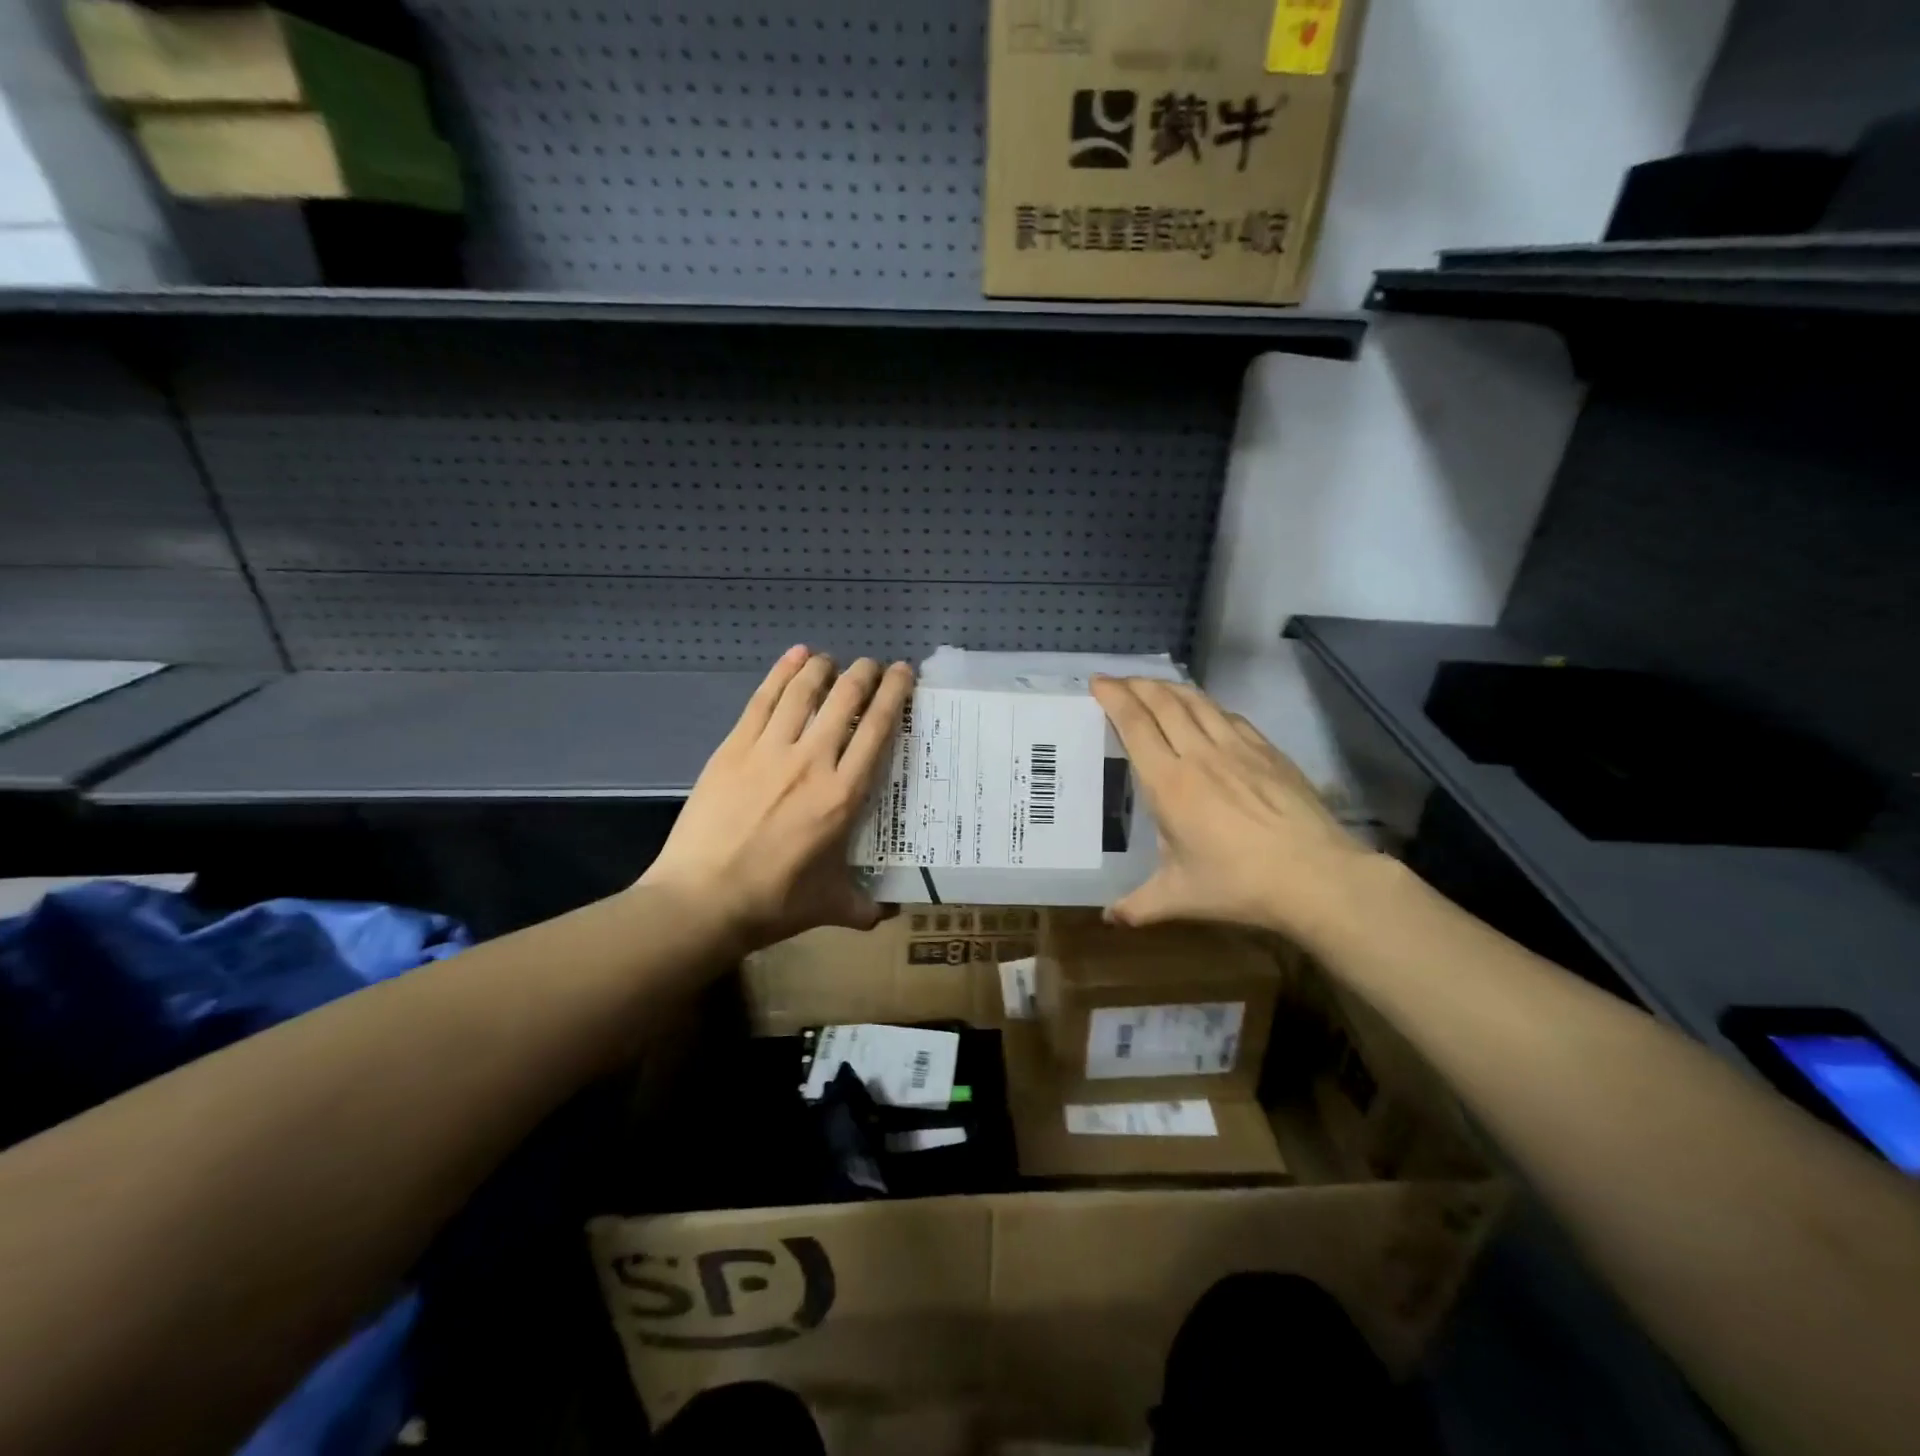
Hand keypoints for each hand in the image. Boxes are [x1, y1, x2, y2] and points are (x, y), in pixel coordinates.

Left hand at [641, 647, 912, 953]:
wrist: (702, 899)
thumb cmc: (773, 902)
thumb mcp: (831, 907)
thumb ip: (866, 907)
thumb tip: (890, 914)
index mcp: (843, 795)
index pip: (877, 729)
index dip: (893, 694)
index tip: (902, 672)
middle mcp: (812, 761)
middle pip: (844, 700)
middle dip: (864, 674)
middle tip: (873, 664)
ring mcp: (769, 750)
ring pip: (803, 692)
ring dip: (822, 668)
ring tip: (832, 659)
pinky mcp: (734, 748)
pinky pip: (763, 700)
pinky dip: (781, 673)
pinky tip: (793, 657)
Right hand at [1091, 676, 1379, 943]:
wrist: (1317, 876)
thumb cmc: (1239, 885)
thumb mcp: (1180, 897)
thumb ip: (1138, 905)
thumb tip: (1108, 918)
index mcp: (1169, 784)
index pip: (1136, 726)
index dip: (1114, 699)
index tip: (1098, 683)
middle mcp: (1200, 755)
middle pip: (1164, 703)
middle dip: (1137, 685)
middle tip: (1119, 681)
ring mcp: (1238, 749)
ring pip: (1198, 702)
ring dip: (1170, 688)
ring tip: (1155, 686)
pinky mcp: (1268, 752)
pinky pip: (1230, 716)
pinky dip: (1208, 706)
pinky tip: (1206, 711)